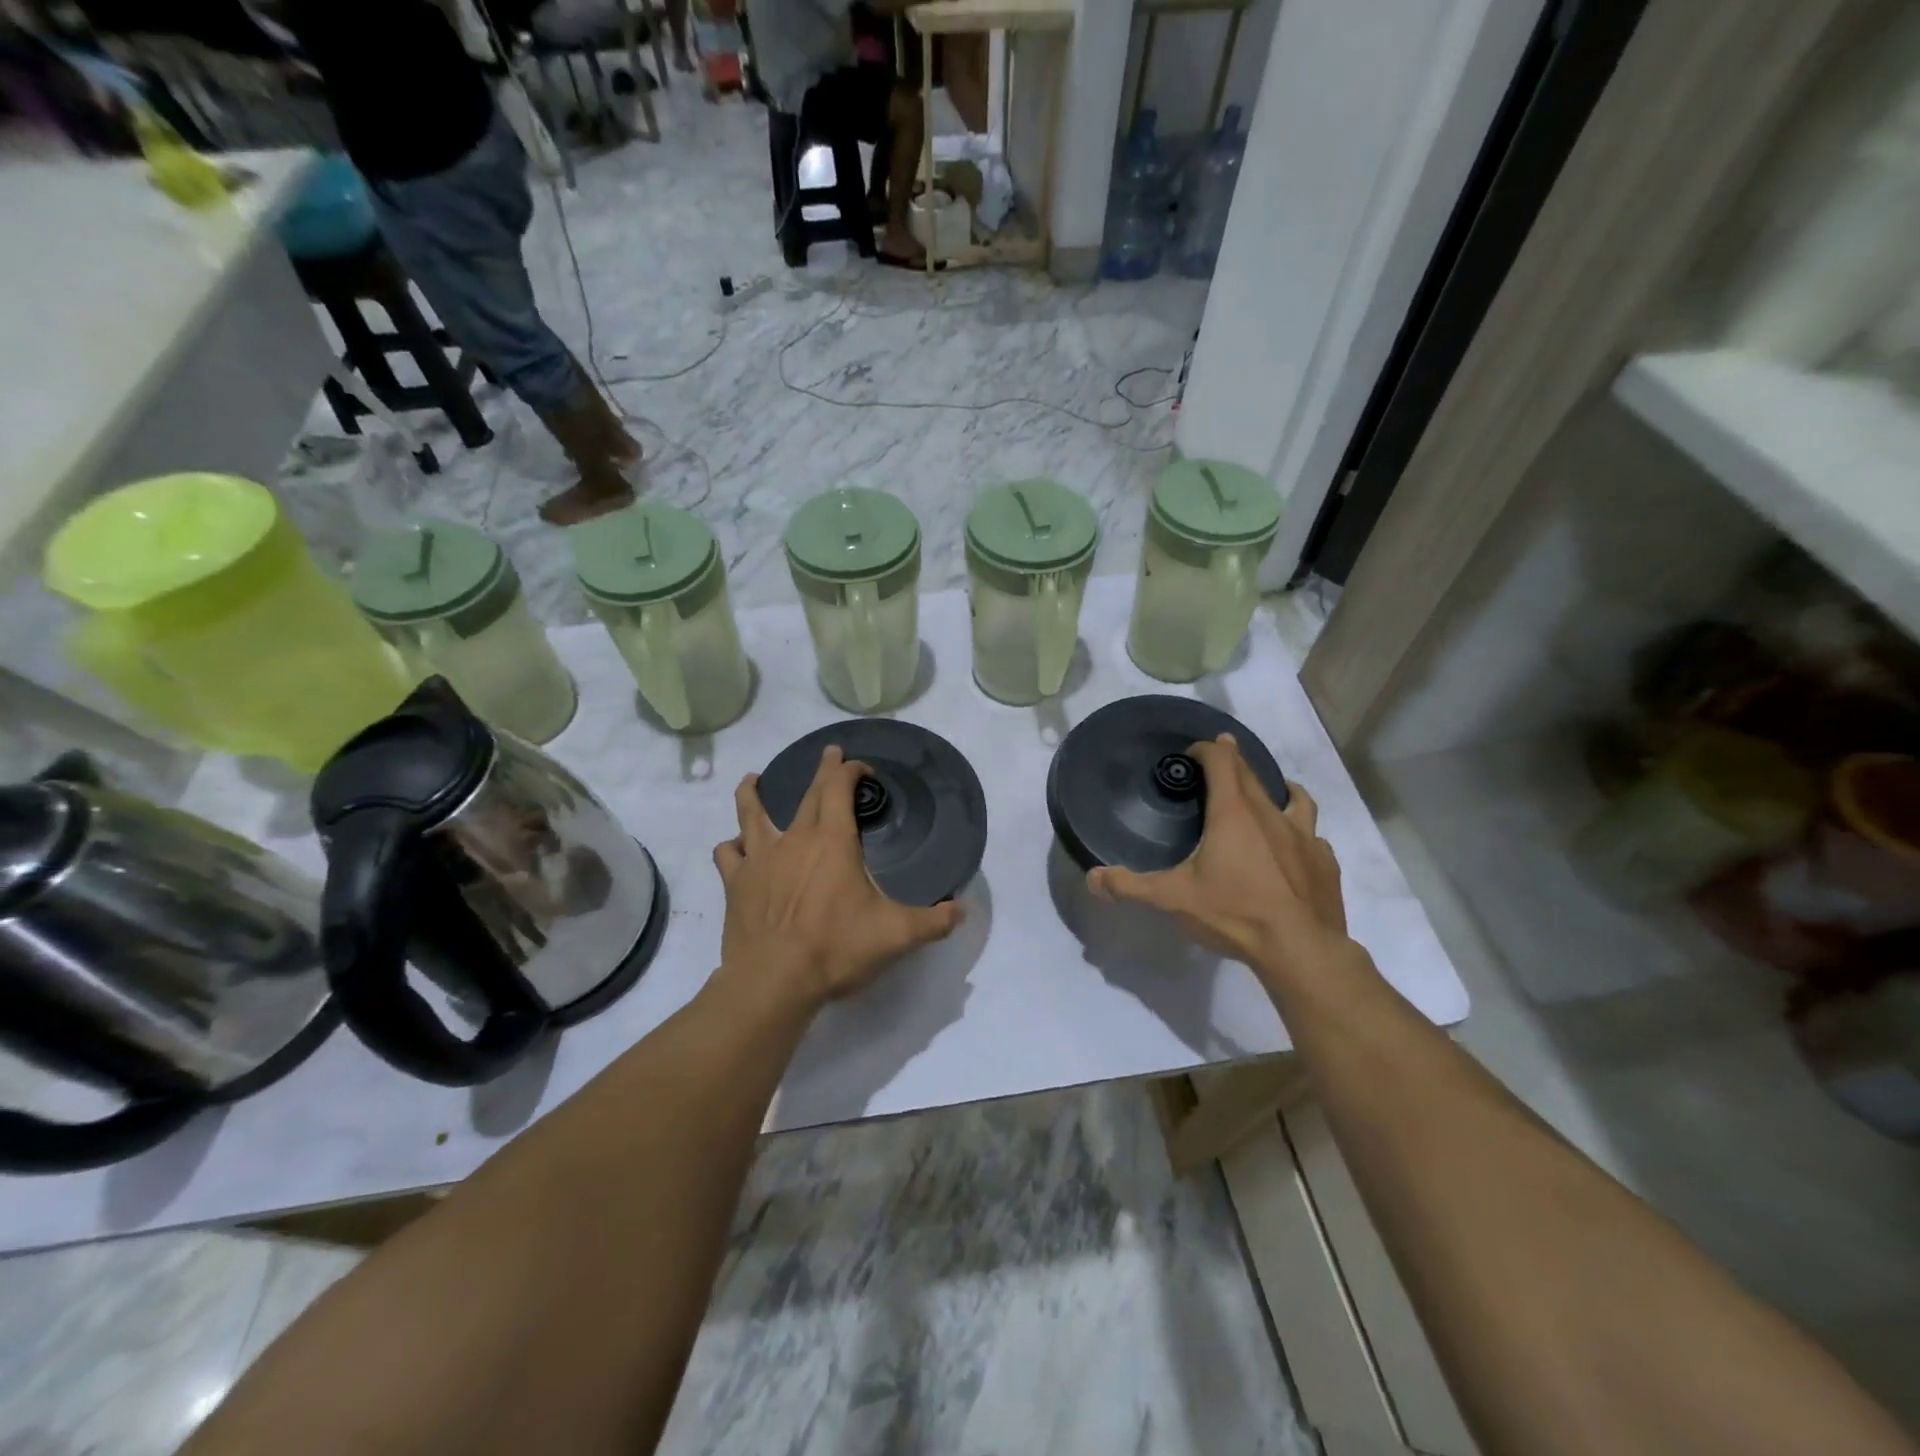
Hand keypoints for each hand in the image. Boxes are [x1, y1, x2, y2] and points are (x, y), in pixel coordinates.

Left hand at [713, 746, 961, 1010]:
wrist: (774, 980)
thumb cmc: (836, 948)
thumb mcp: (896, 935)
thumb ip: (933, 921)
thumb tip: (962, 910)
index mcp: (832, 841)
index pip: (839, 788)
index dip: (850, 771)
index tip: (861, 768)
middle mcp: (795, 839)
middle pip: (807, 794)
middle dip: (821, 772)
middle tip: (829, 755)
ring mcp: (760, 858)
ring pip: (751, 813)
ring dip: (753, 793)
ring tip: (752, 780)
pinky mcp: (736, 883)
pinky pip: (729, 854)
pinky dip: (733, 846)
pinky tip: (735, 849)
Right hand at [1088, 735, 1362, 991]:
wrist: (1301, 949)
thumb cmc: (1235, 914)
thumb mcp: (1172, 899)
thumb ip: (1130, 886)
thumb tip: (1092, 878)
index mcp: (1234, 814)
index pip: (1222, 761)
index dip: (1207, 750)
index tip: (1193, 753)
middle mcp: (1270, 815)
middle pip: (1252, 774)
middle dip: (1234, 761)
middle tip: (1220, 759)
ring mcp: (1304, 837)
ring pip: (1294, 797)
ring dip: (1276, 788)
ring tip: (1267, 792)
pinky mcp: (1324, 862)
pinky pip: (1311, 835)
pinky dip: (1298, 832)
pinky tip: (1292, 849)